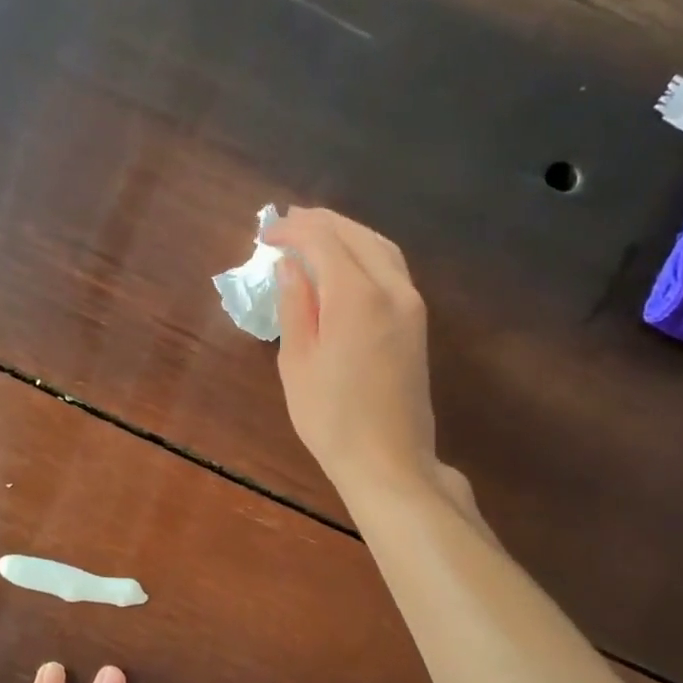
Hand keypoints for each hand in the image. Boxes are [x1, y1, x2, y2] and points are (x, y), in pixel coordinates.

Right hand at [268, 207, 437, 503]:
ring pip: (380, 248)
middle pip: (357, 236)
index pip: (324, 242)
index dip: (293, 230)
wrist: (389, 461)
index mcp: (357, 297)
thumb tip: (289, 267)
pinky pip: (392, 268)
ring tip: (314, 233)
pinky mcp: (417, 322)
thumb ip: (295, 306)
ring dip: (347, 233)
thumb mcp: (297, 362)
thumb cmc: (330, 418)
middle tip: (287, 221)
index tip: (265, 235)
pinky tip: (344, 263)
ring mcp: (411, 305)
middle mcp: (392, 289)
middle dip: (321, 222)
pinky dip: (365, 253)